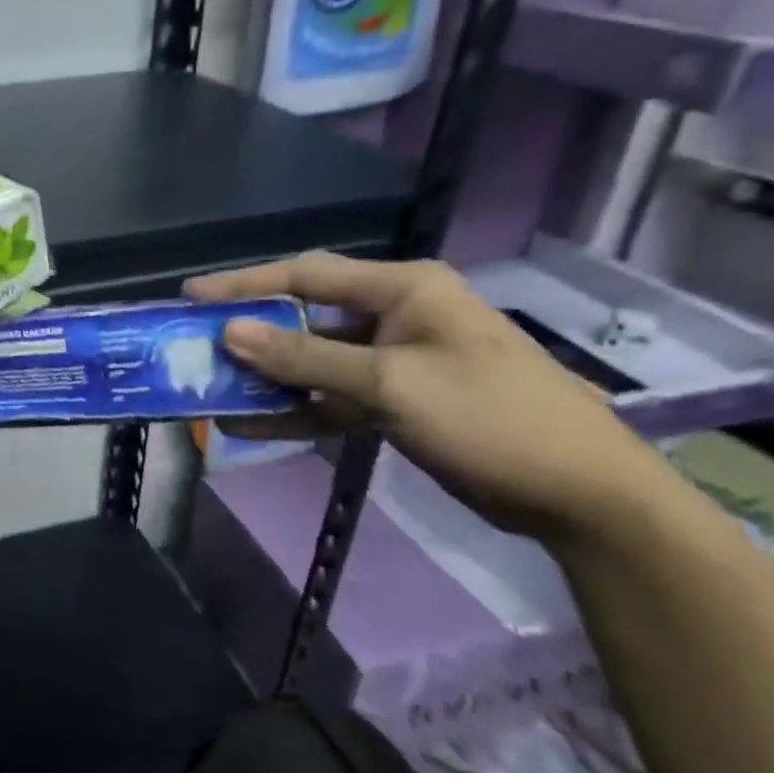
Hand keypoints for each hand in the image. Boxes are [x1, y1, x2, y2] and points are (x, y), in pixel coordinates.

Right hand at [185, 252, 679, 542]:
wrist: (581, 496)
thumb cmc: (490, 417)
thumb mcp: (391, 383)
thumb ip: (305, 357)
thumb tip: (230, 333)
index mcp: (403, 290)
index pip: (307, 276)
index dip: (245, 284)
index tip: (191, 296)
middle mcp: (395, 316)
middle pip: (306, 317)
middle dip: (252, 334)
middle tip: (196, 344)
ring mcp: (395, 362)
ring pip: (314, 361)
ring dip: (268, 378)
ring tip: (213, 389)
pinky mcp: (396, 402)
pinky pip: (332, 398)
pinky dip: (296, 411)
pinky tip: (251, 426)